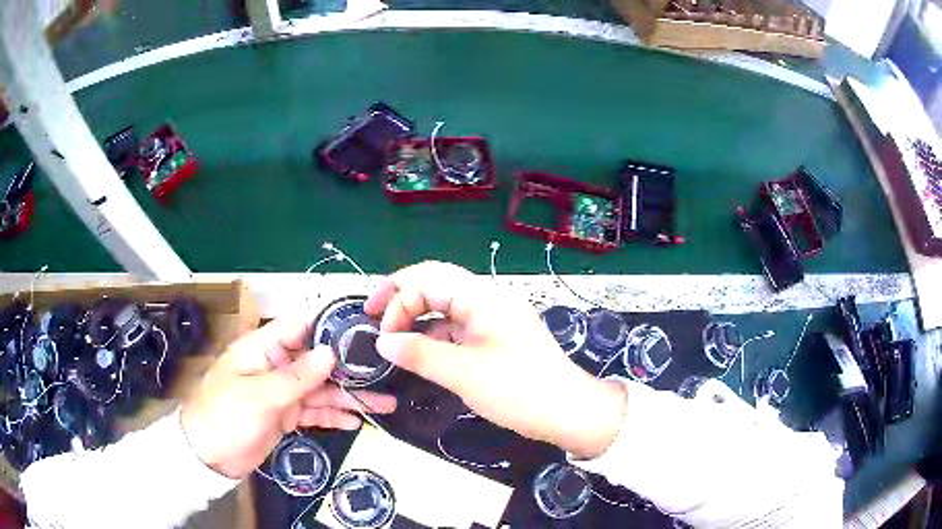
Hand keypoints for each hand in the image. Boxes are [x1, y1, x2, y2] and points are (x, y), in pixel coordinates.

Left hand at [180, 319, 396, 478]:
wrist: (209, 456)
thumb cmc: (225, 417)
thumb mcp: (259, 396)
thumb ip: (295, 376)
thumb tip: (330, 352)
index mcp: (262, 349)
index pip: (300, 329)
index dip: (329, 331)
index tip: (364, 339)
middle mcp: (275, 366)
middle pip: (317, 362)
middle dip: (349, 371)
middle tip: (383, 377)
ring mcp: (281, 392)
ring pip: (320, 390)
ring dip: (349, 397)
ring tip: (383, 404)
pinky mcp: (285, 415)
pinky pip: (314, 412)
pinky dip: (333, 416)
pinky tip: (355, 421)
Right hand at [366, 261, 626, 458]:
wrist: (567, 410)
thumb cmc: (519, 390)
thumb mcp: (463, 374)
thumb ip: (419, 354)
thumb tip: (382, 341)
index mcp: (481, 296)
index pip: (427, 279)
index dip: (397, 300)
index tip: (382, 335)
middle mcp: (486, 297)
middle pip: (435, 283)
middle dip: (401, 296)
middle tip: (373, 315)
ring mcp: (492, 316)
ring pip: (445, 304)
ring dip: (417, 316)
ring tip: (393, 336)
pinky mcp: (495, 335)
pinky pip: (456, 324)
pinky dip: (434, 334)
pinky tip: (421, 351)